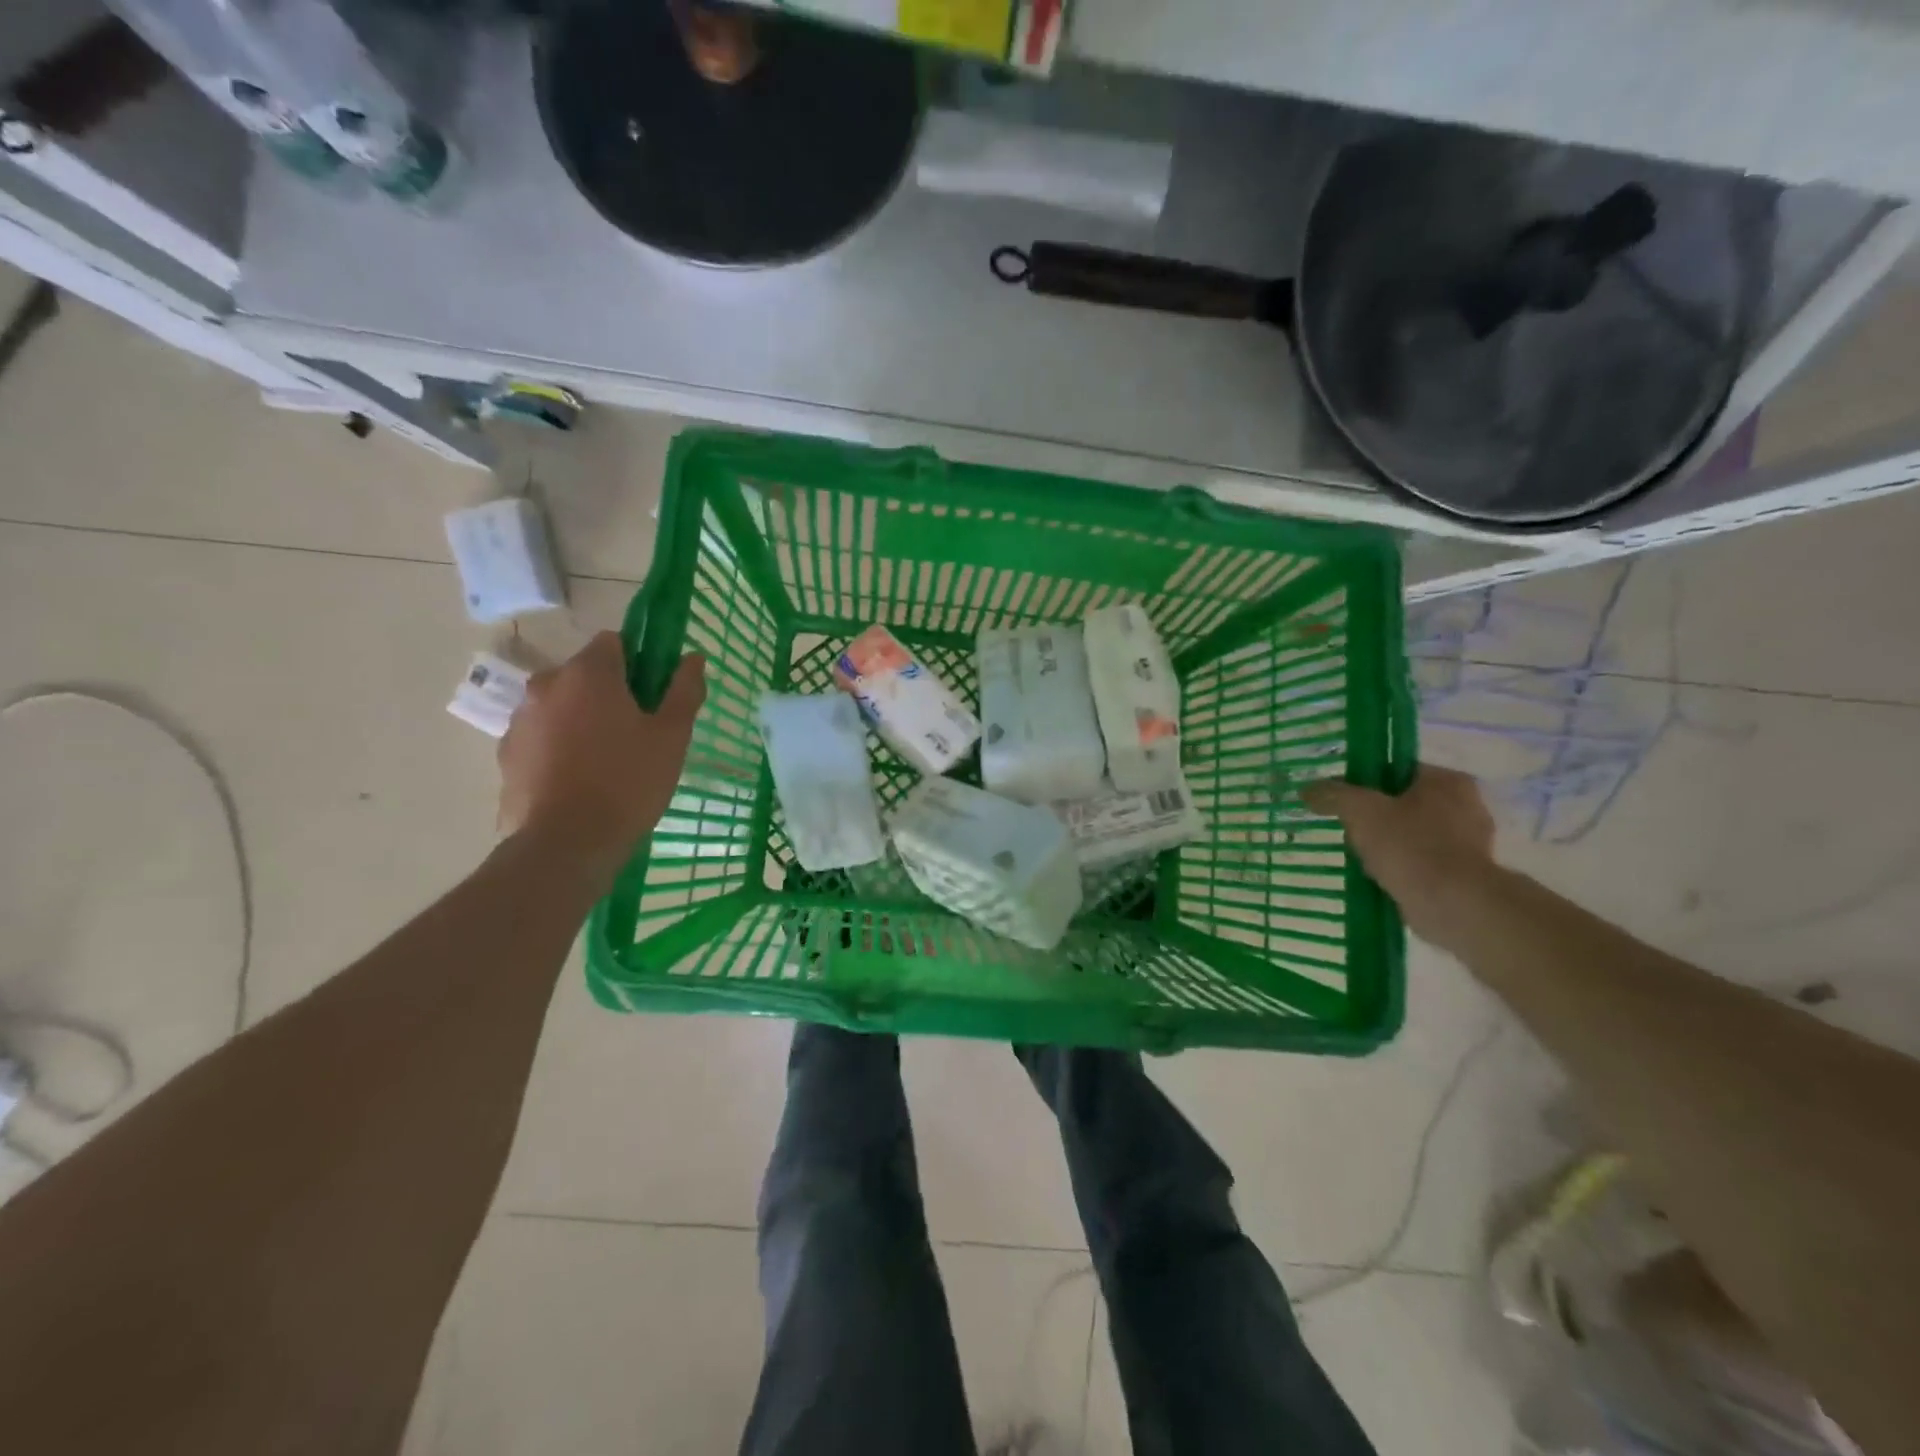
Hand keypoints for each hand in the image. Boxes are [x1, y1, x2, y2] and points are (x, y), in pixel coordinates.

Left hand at [498, 632, 704, 876]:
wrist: (566, 843)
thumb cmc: (628, 782)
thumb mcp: (672, 737)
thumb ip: (684, 691)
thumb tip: (694, 657)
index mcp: (589, 673)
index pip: (615, 642)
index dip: (639, 663)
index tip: (655, 695)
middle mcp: (547, 685)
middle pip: (586, 674)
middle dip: (610, 693)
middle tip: (637, 732)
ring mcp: (521, 719)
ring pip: (562, 706)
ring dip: (583, 720)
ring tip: (607, 761)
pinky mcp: (507, 754)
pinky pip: (542, 736)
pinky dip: (560, 746)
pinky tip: (580, 779)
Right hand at [1301, 765, 1495, 943]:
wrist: (1453, 905)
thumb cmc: (1410, 846)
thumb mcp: (1360, 811)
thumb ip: (1333, 795)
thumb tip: (1308, 789)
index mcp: (1447, 781)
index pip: (1399, 770)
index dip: (1366, 782)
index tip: (1344, 799)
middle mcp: (1467, 806)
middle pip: (1405, 803)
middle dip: (1376, 817)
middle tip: (1348, 828)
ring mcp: (1470, 843)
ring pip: (1413, 834)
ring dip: (1388, 844)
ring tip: (1359, 856)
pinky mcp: (1465, 876)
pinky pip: (1422, 863)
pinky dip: (1401, 868)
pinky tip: (1379, 877)